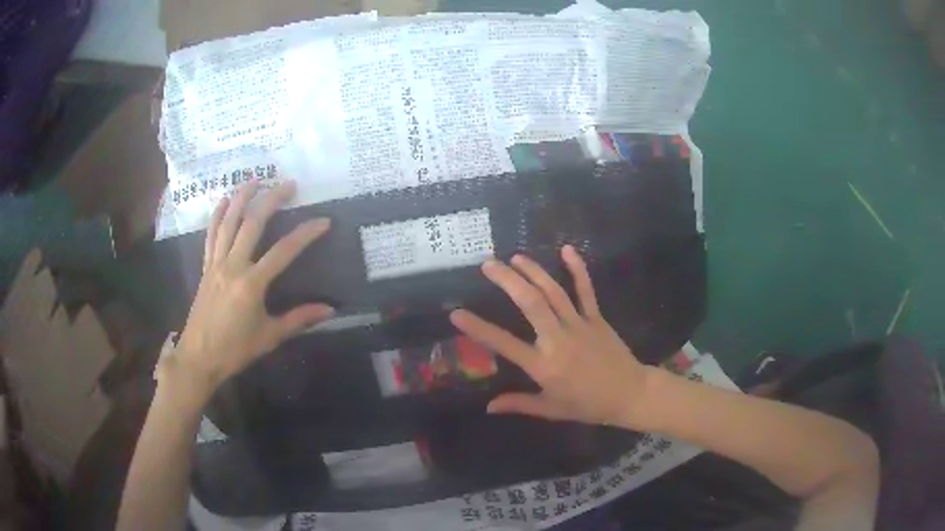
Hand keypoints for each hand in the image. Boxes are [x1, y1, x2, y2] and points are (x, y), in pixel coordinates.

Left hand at [158, 181, 333, 405]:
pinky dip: (217, 215)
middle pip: (252, 224)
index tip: (323, 221)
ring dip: (242, 198)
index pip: (283, 251)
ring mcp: (216, 263)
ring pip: (229, 222)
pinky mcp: (205, 267)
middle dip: (271, 200)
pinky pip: (210, 235)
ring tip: (256, 180)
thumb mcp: (270, 336)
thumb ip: (299, 319)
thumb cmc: (235, 350)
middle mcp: (232, 266)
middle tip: (289, 184)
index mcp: (251, 284)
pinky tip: (224, 200)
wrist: (199, 357)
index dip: (305, 234)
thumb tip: (330, 310)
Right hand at [450, 246, 653, 428]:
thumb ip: (518, 404)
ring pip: (553, 292)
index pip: (504, 344)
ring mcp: (579, 325)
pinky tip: (567, 250)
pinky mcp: (596, 318)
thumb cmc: (587, 405)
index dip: (478, 328)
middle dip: (508, 281)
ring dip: (533, 271)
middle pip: (531, 304)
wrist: (629, 394)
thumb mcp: (550, 409)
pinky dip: (577, 269)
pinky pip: (586, 290)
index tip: (457, 313)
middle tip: (489, 264)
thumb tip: (488, 407)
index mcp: (543, 365)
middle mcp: (558, 340)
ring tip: (515, 257)